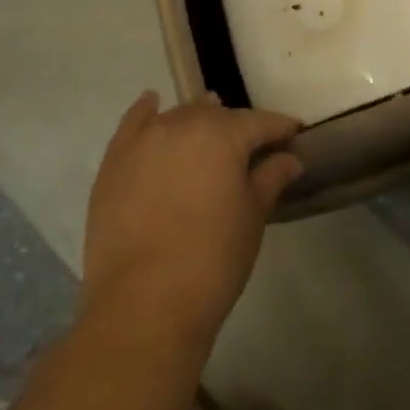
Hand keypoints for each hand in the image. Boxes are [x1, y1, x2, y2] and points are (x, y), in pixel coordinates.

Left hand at [80, 91, 303, 345]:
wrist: (142, 305)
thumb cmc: (212, 260)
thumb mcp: (252, 217)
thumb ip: (271, 178)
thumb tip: (289, 158)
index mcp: (223, 134)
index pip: (260, 122)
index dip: (280, 129)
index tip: (294, 136)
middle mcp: (182, 123)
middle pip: (217, 115)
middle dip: (238, 129)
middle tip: (252, 152)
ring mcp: (143, 140)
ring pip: (179, 117)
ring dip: (197, 121)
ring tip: (208, 134)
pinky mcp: (114, 162)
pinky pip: (133, 123)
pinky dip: (146, 111)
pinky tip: (153, 103)